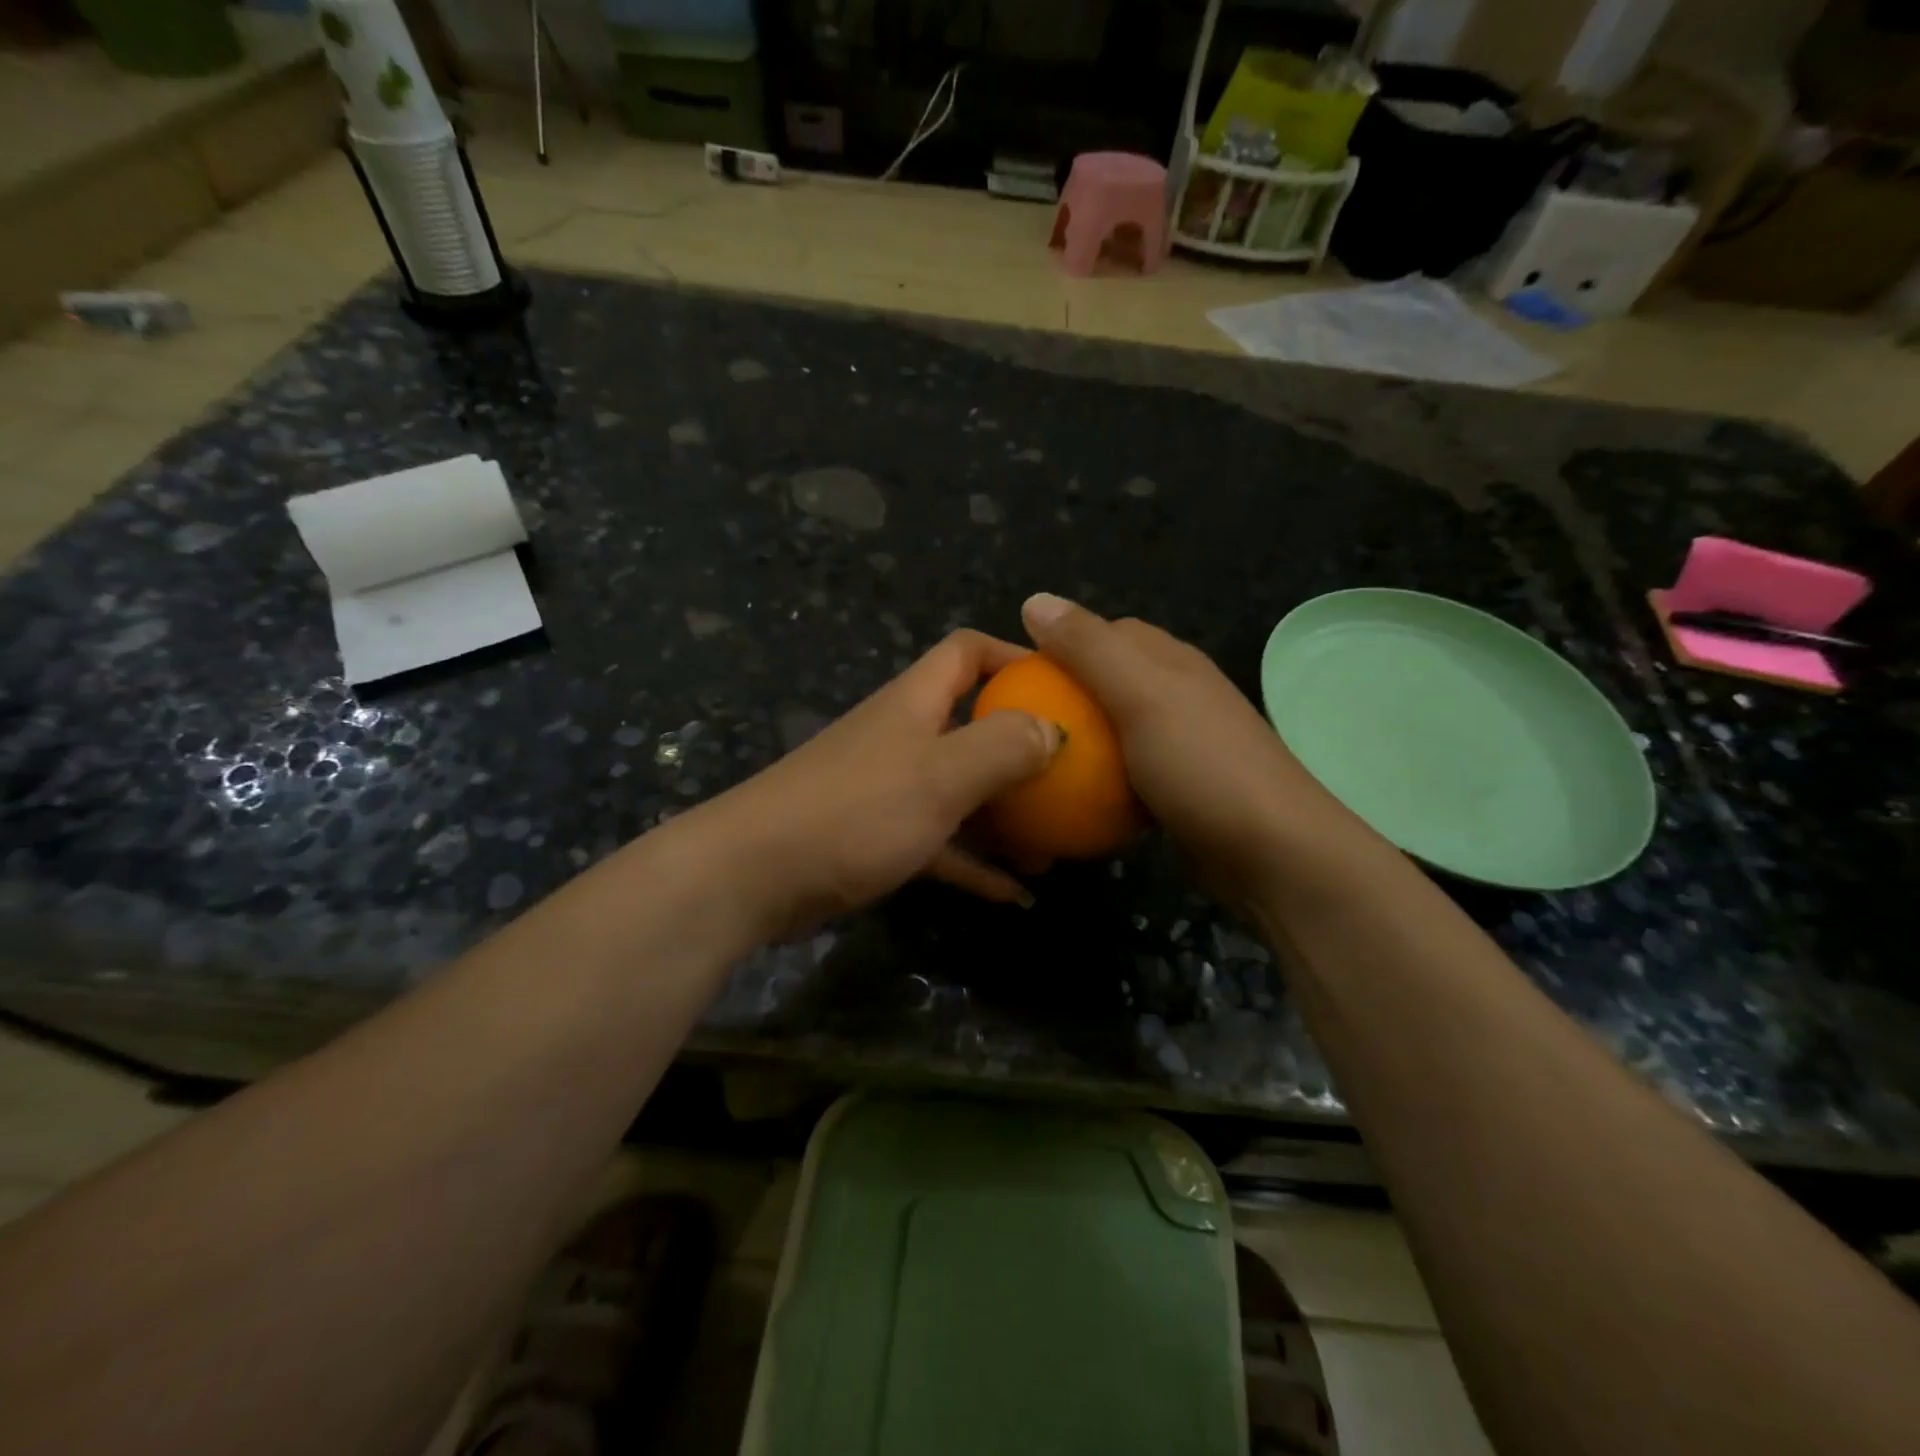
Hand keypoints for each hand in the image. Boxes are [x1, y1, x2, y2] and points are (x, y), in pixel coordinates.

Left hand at [689, 630, 1058, 940]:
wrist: (754, 876)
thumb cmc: (854, 810)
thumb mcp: (941, 775)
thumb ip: (1004, 746)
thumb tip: (1054, 729)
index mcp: (916, 704)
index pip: (967, 652)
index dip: (1014, 657)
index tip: (1062, 687)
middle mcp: (904, 737)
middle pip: (973, 725)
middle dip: (1023, 750)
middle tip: (1073, 780)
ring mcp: (890, 790)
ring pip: (962, 792)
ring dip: (1007, 816)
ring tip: (1056, 847)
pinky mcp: (878, 838)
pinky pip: (942, 845)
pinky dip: (976, 864)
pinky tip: (1015, 896)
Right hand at [1019, 593, 1369, 903]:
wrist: (1273, 853)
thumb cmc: (1204, 766)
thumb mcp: (1142, 697)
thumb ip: (1089, 649)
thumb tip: (1034, 599)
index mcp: (1171, 661)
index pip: (1107, 633)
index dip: (1060, 645)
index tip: (1017, 679)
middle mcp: (1179, 694)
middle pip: (1108, 682)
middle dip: (1065, 697)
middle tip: (1020, 726)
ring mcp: (1183, 743)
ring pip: (1115, 731)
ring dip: (1081, 744)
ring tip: (1035, 764)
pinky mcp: (1181, 788)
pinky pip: (1127, 774)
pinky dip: (1101, 783)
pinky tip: (1076, 804)